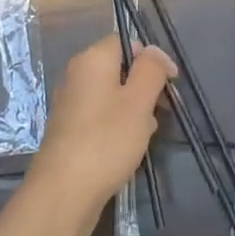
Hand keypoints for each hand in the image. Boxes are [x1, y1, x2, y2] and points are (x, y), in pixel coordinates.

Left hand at [24, 34, 175, 235]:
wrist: (63, 193)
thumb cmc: (106, 140)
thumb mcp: (139, 101)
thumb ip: (151, 70)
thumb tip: (154, 52)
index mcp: (92, 60)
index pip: (127, 42)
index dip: (152, 58)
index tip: (171, 83)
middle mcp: (77, 75)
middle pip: (120, 69)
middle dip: (145, 88)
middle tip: (161, 112)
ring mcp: (71, 104)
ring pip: (113, 95)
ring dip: (134, 111)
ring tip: (145, 135)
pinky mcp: (70, 130)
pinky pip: (102, 116)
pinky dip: (118, 126)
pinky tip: (128, 149)